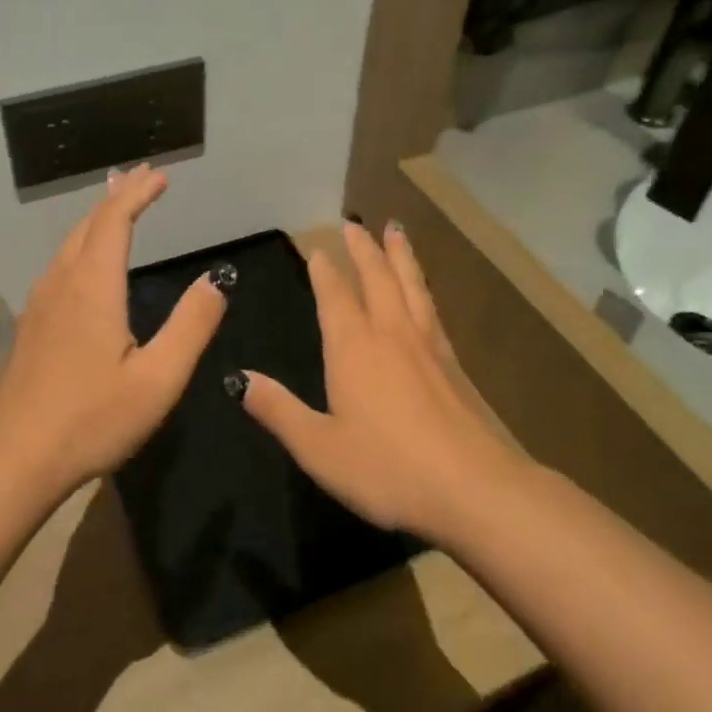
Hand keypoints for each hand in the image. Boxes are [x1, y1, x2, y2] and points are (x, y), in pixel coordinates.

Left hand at [0, 165, 227, 490]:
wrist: (13, 460)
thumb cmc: (91, 420)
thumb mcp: (158, 379)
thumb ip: (191, 326)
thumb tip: (215, 281)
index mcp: (92, 288)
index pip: (113, 221)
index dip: (137, 193)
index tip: (161, 176)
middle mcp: (61, 285)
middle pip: (87, 226)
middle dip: (117, 198)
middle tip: (142, 180)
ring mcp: (39, 306)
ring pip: (68, 246)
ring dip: (96, 221)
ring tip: (118, 210)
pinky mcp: (30, 328)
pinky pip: (59, 268)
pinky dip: (82, 247)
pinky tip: (88, 266)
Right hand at [239, 220, 518, 543]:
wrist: (472, 488)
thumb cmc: (386, 468)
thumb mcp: (318, 447)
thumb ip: (278, 410)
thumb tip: (239, 379)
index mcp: (353, 348)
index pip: (335, 297)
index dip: (325, 271)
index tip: (318, 248)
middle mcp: (391, 335)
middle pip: (377, 278)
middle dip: (363, 249)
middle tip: (354, 223)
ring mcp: (427, 347)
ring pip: (411, 286)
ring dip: (400, 256)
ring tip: (396, 231)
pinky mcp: (453, 365)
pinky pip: (432, 309)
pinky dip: (423, 288)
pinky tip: (425, 293)